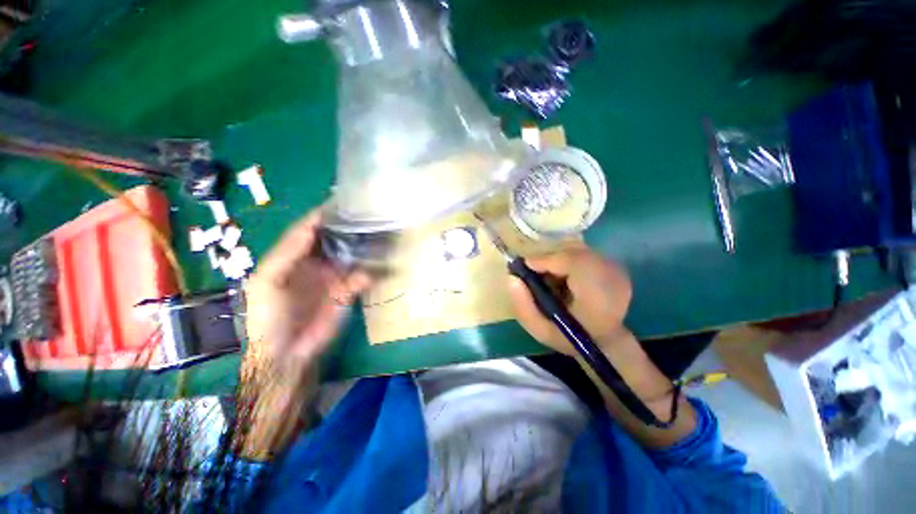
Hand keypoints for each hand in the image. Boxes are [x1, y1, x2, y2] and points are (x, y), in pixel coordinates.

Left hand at [245, 211, 370, 363]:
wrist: (286, 352)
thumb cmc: (267, 315)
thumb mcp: (267, 280)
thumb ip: (287, 252)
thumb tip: (313, 224)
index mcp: (294, 256)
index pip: (310, 229)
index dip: (324, 215)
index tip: (343, 202)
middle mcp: (315, 261)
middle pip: (334, 239)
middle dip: (349, 227)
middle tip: (369, 213)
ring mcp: (333, 276)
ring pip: (351, 255)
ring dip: (364, 246)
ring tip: (381, 231)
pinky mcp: (347, 291)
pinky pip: (362, 276)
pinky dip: (371, 270)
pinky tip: (382, 262)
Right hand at [508, 243, 632, 353]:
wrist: (605, 342)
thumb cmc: (571, 339)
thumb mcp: (540, 331)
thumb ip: (523, 307)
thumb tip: (511, 278)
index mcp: (598, 298)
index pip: (573, 263)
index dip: (546, 260)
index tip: (526, 267)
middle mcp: (613, 277)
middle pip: (573, 252)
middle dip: (549, 259)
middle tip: (536, 272)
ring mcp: (616, 269)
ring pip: (577, 250)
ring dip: (558, 259)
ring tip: (550, 277)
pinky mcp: (614, 265)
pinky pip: (583, 253)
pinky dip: (567, 259)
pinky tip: (564, 276)